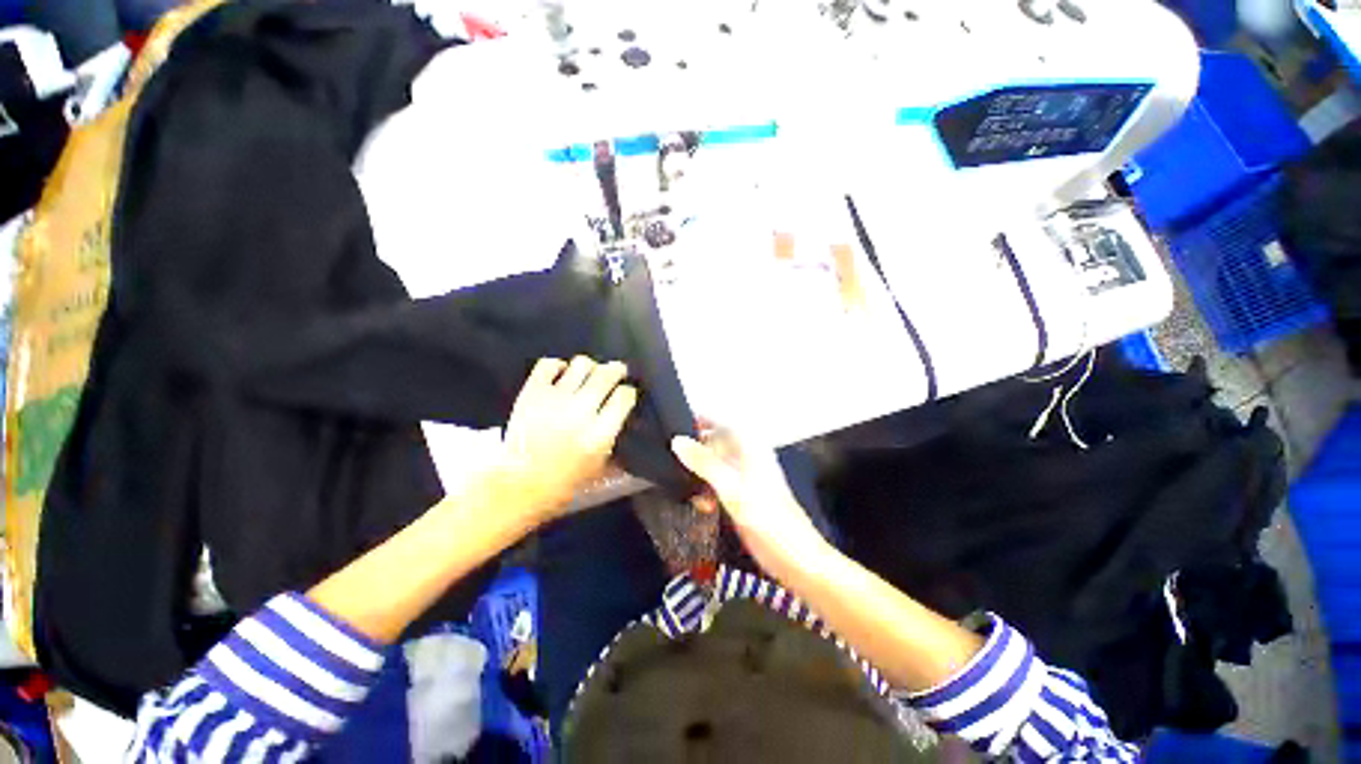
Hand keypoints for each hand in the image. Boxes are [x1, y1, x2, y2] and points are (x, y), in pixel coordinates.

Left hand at [494, 357, 637, 526]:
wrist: (518, 484)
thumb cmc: (563, 483)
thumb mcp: (599, 468)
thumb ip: (614, 443)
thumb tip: (624, 424)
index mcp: (600, 432)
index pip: (624, 396)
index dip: (628, 392)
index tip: (626, 394)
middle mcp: (581, 410)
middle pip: (607, 374)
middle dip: (616, 370)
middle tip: (616, 372)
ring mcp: (556, 398)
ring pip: (582, 364)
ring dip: (590, 367)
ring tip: (589, 374)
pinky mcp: (532, 392)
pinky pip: (549, 364)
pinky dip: (558, 365)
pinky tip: (561, 374)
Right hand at [671, 429, 830, 576]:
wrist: (793, 557)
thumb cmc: (767, 517)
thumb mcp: (731, 486)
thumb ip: (704, 462)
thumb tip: (677, 441)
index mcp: (748, 446)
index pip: (718, 422)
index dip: (696, 421)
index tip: (671, 428)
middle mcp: (745, 456)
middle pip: (713, 443)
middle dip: (693, 452)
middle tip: (669, 461)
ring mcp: (743, 477)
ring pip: (712, 465)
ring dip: (698, 475)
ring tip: (684, 486)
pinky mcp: (740, 496)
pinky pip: (716, 485)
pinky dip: (706, 491)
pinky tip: (702, 505)